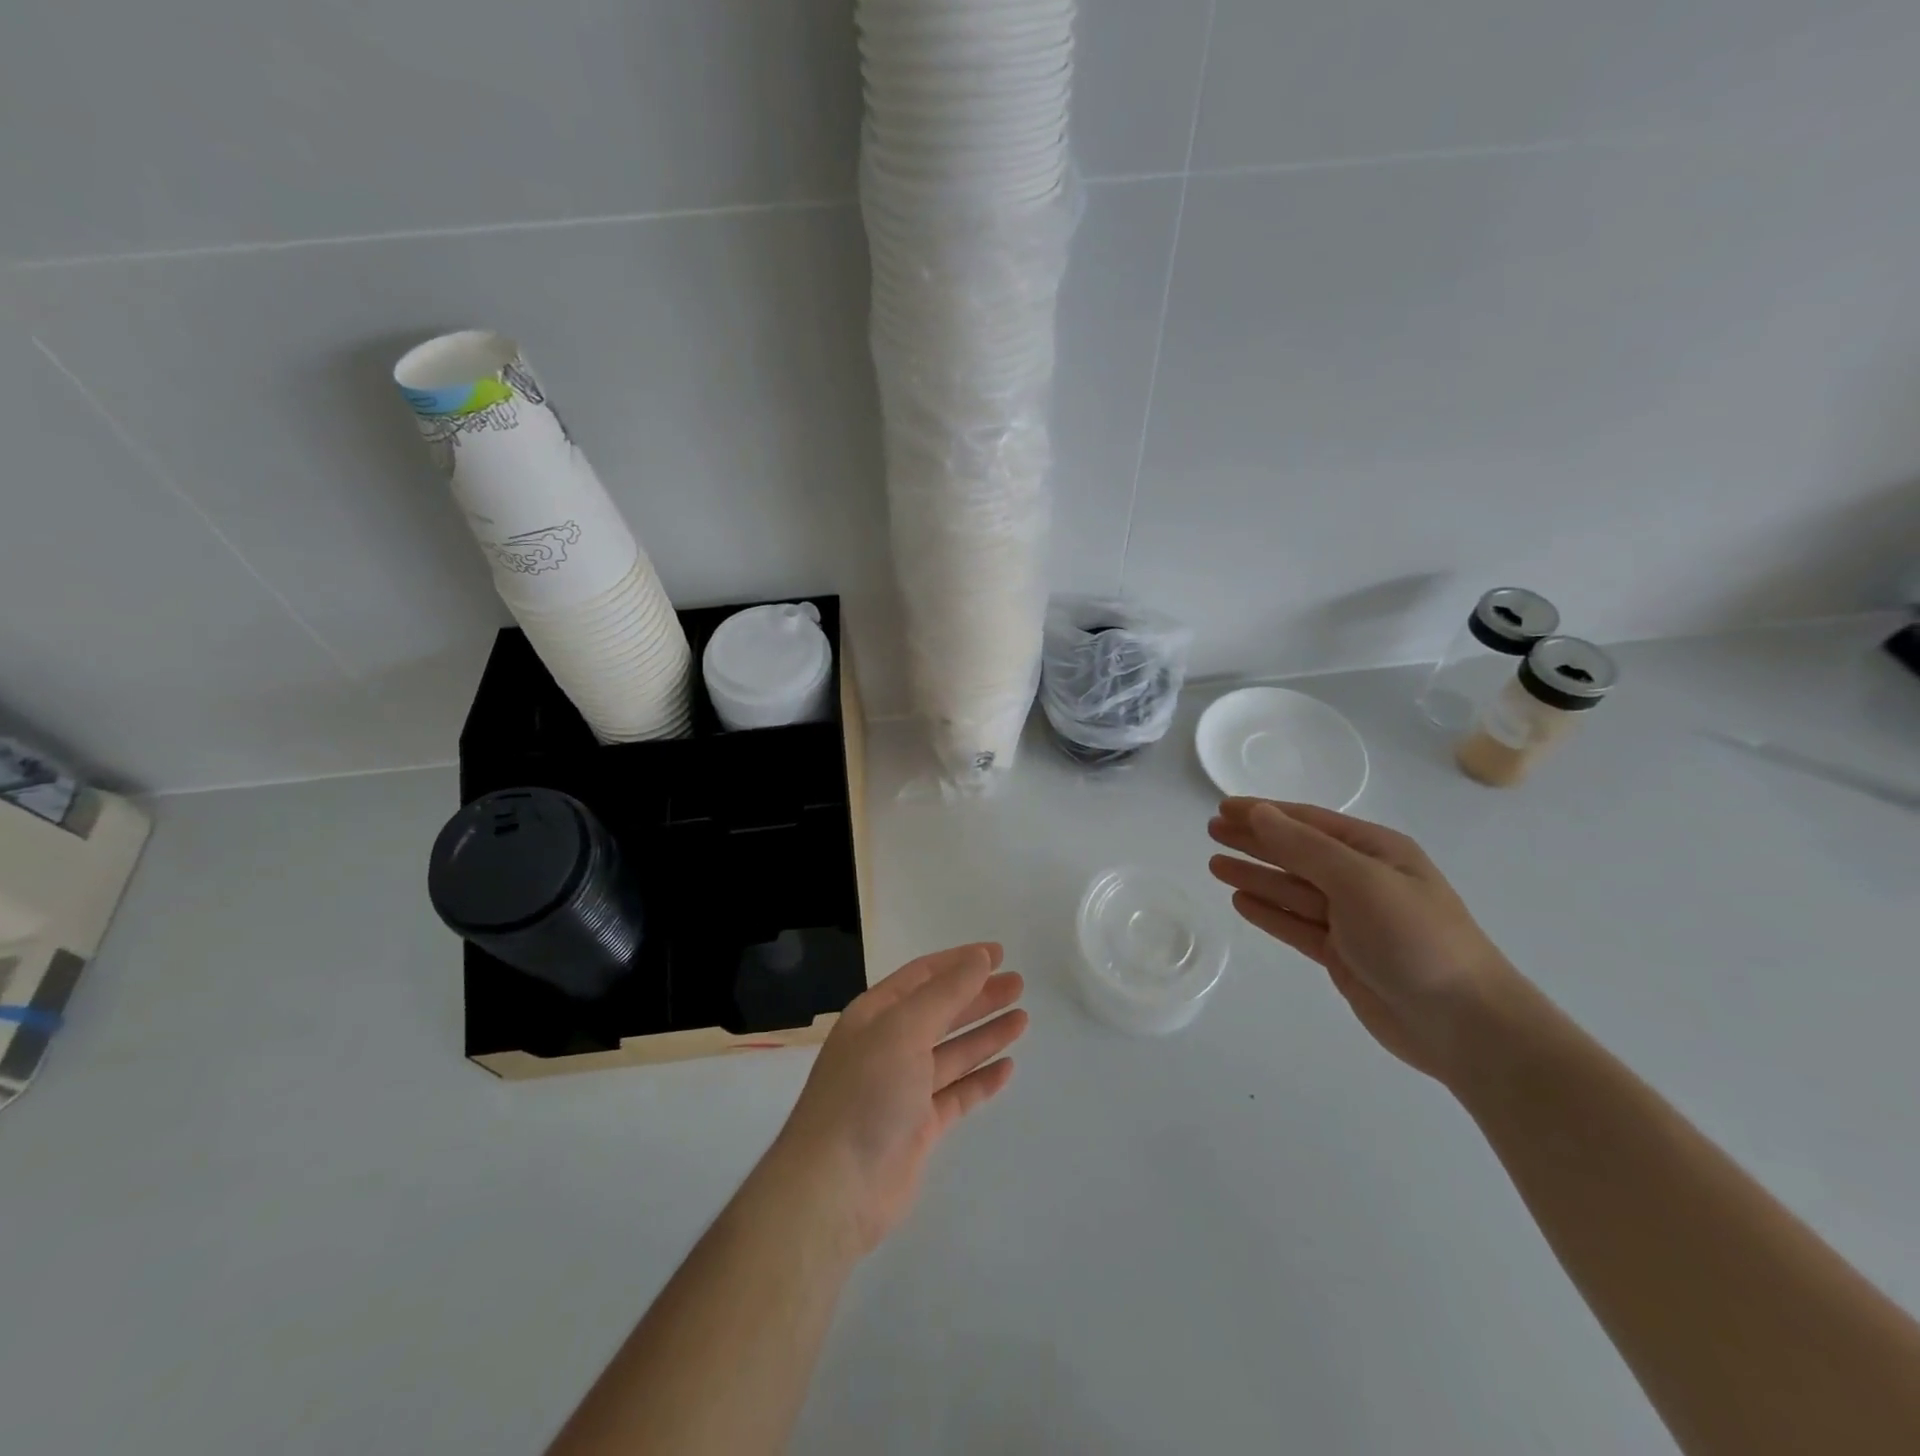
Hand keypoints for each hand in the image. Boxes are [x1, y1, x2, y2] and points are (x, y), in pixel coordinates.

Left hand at [771, 944, 1026, 1254]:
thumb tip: (978, 958)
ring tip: (1023, 1019)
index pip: (923, 976)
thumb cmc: (866, 1093)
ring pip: (952, 1052)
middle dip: (979, 996)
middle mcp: (888, 1046)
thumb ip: (945, 993)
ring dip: (985, 1034)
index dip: (959, 962)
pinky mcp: (919, 1127)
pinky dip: (981, 1079)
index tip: (998, 953)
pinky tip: (1008, 1068)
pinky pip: (957, 1093)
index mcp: (875, 1015)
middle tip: (1019, 985)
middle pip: (941, 1011)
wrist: (835, 1188)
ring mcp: (904, 1088)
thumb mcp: (903, 1029)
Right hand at [1208, 799, 1518, 1081]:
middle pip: (1296, 853)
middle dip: (1255, 841)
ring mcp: (1352, 920)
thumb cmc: (1415, 938)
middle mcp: (1362, 880)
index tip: (1223, 807)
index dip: (1264, 812)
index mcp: (1376, 851)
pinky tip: (1241, 902)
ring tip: (1215, 865)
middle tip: (1212, 831)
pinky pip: (1295, 925)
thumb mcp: (1359, 881)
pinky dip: (1268, 912)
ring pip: (1291, 889)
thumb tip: (1259, 814)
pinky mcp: (1343, 955)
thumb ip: (1304, 847)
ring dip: (1255, 876)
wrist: (1464, 1025)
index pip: (1308, 822)